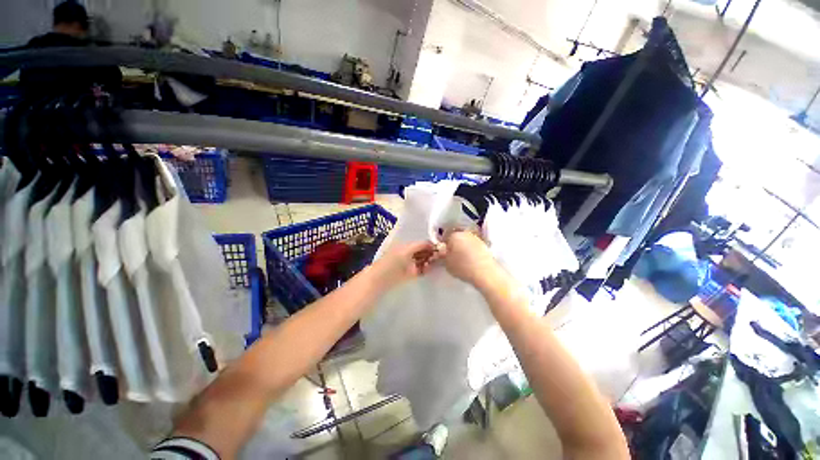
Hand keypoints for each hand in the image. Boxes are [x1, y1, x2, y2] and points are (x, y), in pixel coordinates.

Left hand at [370, 241, 441, 288]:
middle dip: (431, 253)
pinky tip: (429, 268)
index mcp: (406, 245)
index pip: (421, 243)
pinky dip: (426, 268)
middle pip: (423, 251)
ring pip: (423, 260)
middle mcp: (408, 253)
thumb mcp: (407, 250)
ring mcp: (409, 264)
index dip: (430, 245)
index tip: (440, 248)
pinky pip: (421, 270)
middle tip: (440, 255)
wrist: (381, 279)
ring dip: (429, 260)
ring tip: (435, 261)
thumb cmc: (392, 261)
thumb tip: (433, 243)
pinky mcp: (410, 274)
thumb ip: (420, 245)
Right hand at [440, 230, 503, 290]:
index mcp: (454, 234)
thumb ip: (441, 255)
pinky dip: (471, 252)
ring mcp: (476, 238)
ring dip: (462, 248)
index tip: (442, 255)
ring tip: (461, 261)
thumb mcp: (446, 263)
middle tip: (451, 258)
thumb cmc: (463, 266)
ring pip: (465, 242)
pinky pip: (473, 247)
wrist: (485, 273)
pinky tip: (470, 261)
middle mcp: (466, 233)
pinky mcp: (485, 245)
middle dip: (453, 246)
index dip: (443, 246)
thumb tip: (440, 251)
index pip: (445, 237)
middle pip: (456, 238)